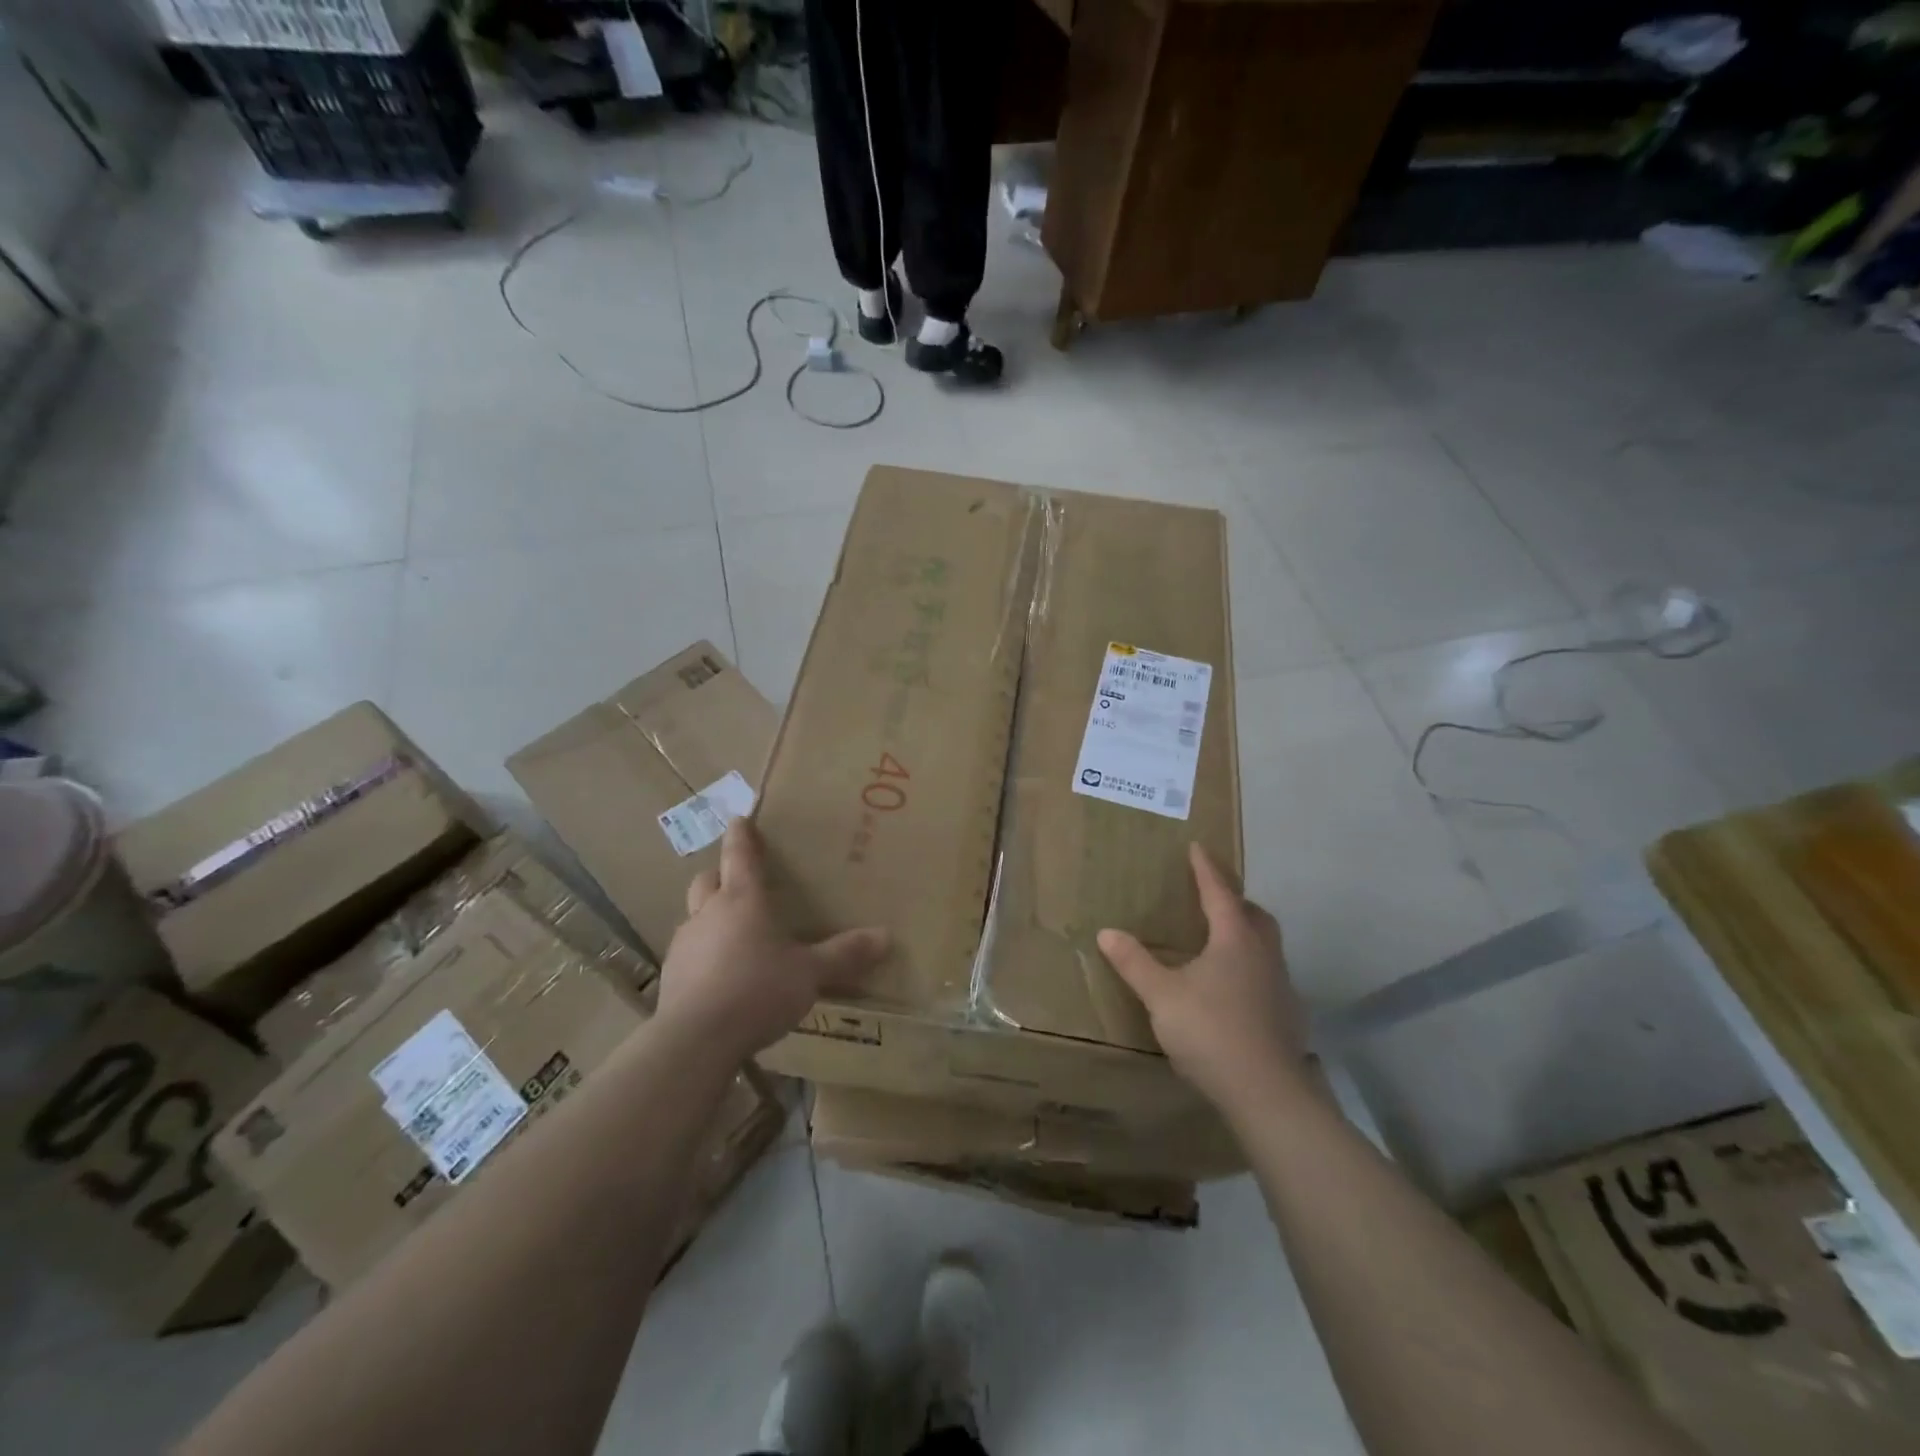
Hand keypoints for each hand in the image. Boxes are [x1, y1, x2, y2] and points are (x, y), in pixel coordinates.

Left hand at [658, 820, 889, 1064]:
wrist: (695, 1040)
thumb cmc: (757, 990)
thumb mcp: (810, 974)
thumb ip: (844, 954)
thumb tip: (887, 936)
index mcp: (742, 900)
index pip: (739, 855)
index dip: (741, 835)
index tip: (740, 819)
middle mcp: (708, 914)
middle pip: (707, 881)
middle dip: (721, 876)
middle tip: (740, 884)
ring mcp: (684, 945)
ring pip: (695, 918)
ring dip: (711, 919)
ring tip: (735, 938)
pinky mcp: (671, 978)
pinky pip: (689, 955)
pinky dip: (704, 956)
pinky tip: (721, 979)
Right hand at [1097, 844, 1308, 1118]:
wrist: (1266, 1092)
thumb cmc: (1210, 1031)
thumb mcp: (1162, 995)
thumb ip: (1135, 963)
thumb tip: (1106, 932)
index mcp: (1234, 940)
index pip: (1219, 893)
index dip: (1206, 869)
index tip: (1197, 847)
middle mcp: (1263, 954)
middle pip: (1254, 915)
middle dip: (1234, 900)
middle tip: (1212, 896)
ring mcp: (1280, 985)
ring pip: (1266, 945)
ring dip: (1246, 933)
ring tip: (1220, 941)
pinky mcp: (1287, 1015)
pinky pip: (1268, 975)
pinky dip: (1251, 967)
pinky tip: (1233, 989)